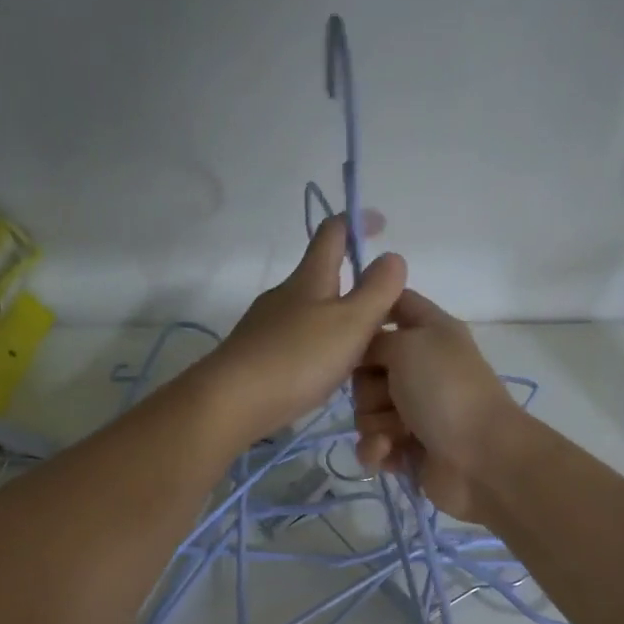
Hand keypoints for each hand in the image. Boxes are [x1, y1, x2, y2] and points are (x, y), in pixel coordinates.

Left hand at [203, 216, 405, 442]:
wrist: (232, 401)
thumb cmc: (297, 358)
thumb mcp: (350, 323)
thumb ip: (377, 291)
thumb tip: (392, 256)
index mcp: (310, 278)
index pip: (333, 233)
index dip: (357, 221)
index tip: (380, 224)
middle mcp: (284, 294)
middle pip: (320, 275)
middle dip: (351, 281)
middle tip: (382, 307)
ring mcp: (266, 325)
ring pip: (309, 311)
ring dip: (335, 319)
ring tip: (360, 347)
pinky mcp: (256, 355)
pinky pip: (296, 340)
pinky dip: (317, 346)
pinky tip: (325, 372)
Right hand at [353, 289, 519, 520]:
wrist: (480, 458)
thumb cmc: (446, 391)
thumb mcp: (408, 346)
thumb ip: (375, 340)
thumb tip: (364, 355)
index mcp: (430, 333)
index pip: (396, 304)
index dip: (370, 312)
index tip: (349, 328)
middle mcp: (421, 368)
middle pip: (367, 368)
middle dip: (367, 387)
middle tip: (390, 395)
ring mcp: (414, 411)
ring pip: (365, 410)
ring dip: (376, 423)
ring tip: (399, 432)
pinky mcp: (407, 447)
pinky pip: (372, 443)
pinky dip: (378, 449)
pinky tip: (390, 453)